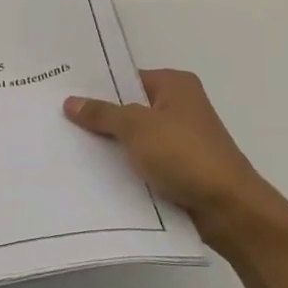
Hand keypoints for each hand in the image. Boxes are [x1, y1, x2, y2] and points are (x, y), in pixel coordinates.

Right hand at [64, 69, 287, 251]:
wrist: (228, 209)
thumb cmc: (185, 155)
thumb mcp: (137, 127)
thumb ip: (102, 113)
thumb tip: (70, 102)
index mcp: (175, 85)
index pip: (128, 78)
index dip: (97, 87)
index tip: (63, 94)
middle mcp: (180, 107)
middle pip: (130, 108)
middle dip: (100, 117)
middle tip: (58, 120)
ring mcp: (181, 140)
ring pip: (135, 138)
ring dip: (111, 146)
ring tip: (68, 148)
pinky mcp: (179, 170)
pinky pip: (143, 163)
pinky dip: (125, 168)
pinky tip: (94, 174)